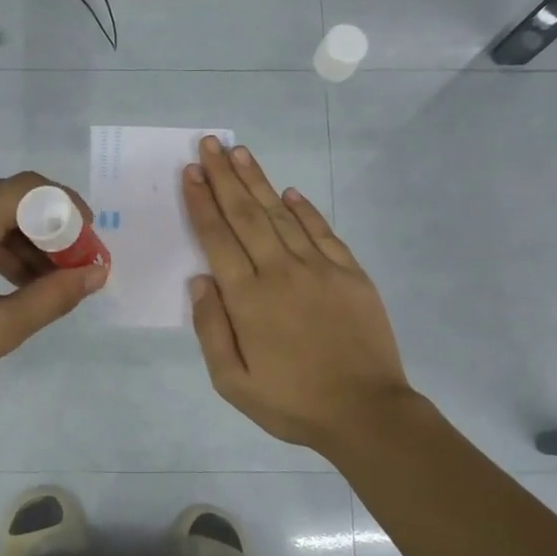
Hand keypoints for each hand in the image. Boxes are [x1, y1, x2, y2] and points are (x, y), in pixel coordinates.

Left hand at [0, 172, 107, 423]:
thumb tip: (97, 273)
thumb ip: (53, 297)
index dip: (67, 207)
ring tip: (44, 280)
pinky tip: (8, 279)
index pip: (29, 189)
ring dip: (20, 237)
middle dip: (47, 226)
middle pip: (8, 196)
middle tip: (72, 265)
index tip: (89, 240)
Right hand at [184, 136, 415, 454]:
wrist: (366, 412)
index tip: (190, 172)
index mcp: (248, 298)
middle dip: (224, 176)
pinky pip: (322, 231)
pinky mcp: (350, 273)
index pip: (217, 238)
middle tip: (210, 143)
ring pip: (281, 214)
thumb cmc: (292, 402)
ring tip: (240, 152)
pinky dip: (304, 208)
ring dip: (258, 181)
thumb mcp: (233, 382)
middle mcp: (280, 271)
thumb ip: (211, 328)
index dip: (201, 202)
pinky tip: (289, 192)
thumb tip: (200, 280)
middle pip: (245, 214)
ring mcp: (319, 268)